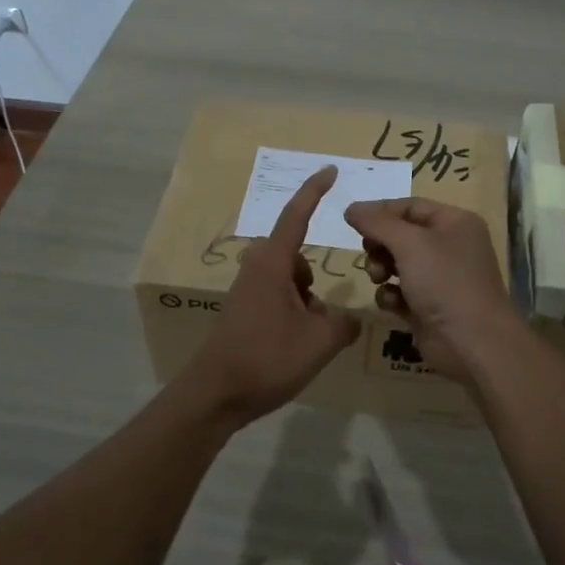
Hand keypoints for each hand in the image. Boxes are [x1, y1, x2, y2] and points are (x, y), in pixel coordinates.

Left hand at [190, 166, 361, 422]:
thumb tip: (349, 318)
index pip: (297, 214)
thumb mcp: (320, 341)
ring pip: (290, 281)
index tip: (330, 169)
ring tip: (310, 341)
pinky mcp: (242, 310)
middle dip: (315, 282)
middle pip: (298, 257)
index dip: (314, 190)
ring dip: (306, 302)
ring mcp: (247, 289)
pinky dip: (294, 313)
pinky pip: (278, 297)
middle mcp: (257, 268)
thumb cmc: (268, 358)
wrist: (215, 394)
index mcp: (273, 262)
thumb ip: (344, 324)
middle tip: (324, 318)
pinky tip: (295, 347)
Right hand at [343, 198, 520, 384]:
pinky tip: (392, 303)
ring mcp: (440, 278)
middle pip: (402, 235)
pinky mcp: (429, 306)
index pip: (411, 206)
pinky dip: (391, 295)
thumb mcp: (409, 243)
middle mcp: (450, 246)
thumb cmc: (444, 281)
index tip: (352, 221)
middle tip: (369, 253)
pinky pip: (400, 292)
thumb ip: (377, 222)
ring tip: (379, 278)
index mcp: (455, 223)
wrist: (471, 343)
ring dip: (381, 269)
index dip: (380, 212)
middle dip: (380, 244)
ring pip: (398, 263)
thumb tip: (351, 208)